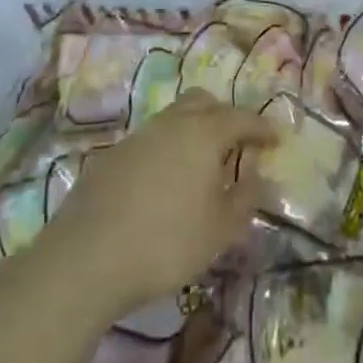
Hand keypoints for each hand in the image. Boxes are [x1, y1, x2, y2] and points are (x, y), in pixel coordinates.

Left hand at [38, 92, 275, 320]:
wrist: (86, 259)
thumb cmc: (167, 243)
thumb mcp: (220, 229)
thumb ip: (245, 198)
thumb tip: (258, 176)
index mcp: (204, 134)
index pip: (242, 118)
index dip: (262, 127)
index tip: (276, 139)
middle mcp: (171, 124)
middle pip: (203, 102)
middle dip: (225, 116)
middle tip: (237, 143)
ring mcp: (137, 137)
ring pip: (173, 117)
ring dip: (193, 130)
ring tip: (202, 164)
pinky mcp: (110, 156)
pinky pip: (150, 140)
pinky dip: (167, 149)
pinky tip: (165, 181)